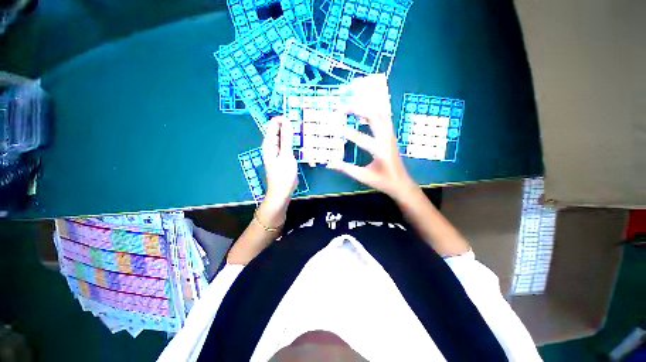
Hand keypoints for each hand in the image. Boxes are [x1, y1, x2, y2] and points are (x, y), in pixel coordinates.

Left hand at [260, 116, 297, 223]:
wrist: (282, 192)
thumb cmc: (283, 175)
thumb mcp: (286, 155)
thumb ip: (286, 138)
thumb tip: (286, 120)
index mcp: (269, 143)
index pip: (274, 124)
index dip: (284, 119)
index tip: (297, 119)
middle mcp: (272, 145)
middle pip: (279, 130)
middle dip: (289, 126)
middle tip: (303, 125)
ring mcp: (278, 151)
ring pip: (285, 138)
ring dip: (293, 134)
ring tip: (304, 131)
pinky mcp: (284, 157)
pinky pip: (288, 145)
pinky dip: (294, 143)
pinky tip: (302, 143)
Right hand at [327, 94, 417, 202]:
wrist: (401, 183)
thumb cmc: (382, 181)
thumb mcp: (363, 176)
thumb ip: (346, 169)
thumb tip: (329, 164)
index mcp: (379, 151)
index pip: (360, 138)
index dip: (345, 132)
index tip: (333, 127)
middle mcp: (386, 139)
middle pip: (373, 116)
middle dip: (357, 109)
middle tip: (342, 108)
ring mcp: (390, 135)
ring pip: (380, 114)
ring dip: (366, 108)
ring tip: (351, 106)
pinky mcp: (391, 135)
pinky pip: (383, 117)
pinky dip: (373, 112)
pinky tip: (364, 112)